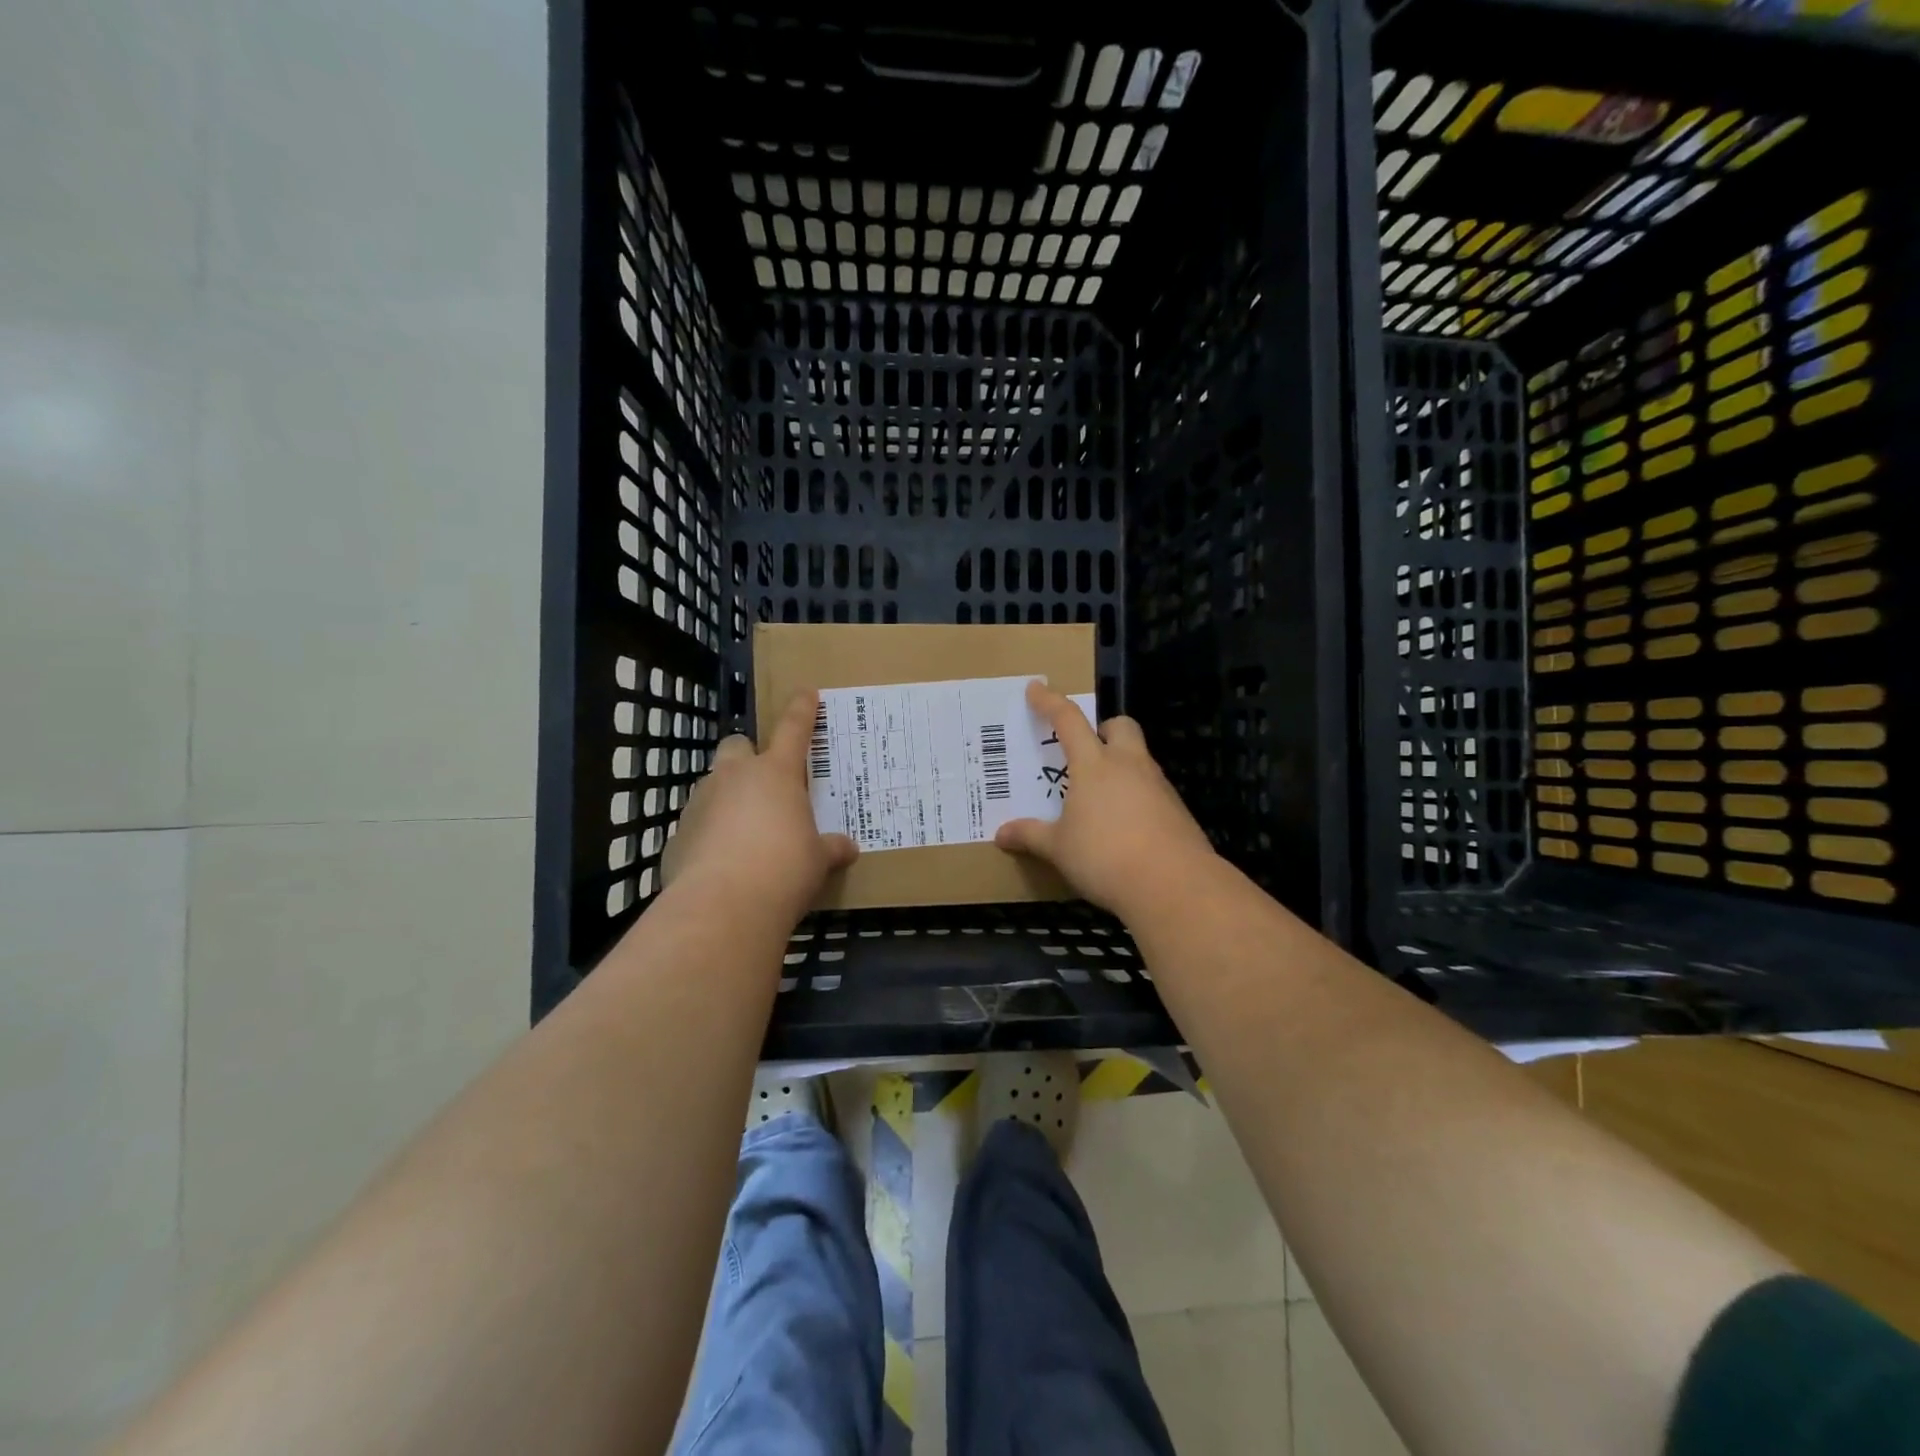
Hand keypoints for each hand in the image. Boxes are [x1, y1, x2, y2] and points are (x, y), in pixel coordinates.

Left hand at [662, 689, 857, 920]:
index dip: (801, 709)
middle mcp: (734, 777)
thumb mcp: (818, 859)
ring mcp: (700, 803)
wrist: (724, 906)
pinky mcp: (678, 834)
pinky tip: (722, 863)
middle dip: (747, 754)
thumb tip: (848, 848)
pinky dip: (709, 835)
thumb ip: (830, 848)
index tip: (805, 692)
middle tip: (763, 778)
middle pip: (736, 746)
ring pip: (712, 785)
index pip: (793, 729)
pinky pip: (697, 824)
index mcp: (776, 773)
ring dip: (727, 797)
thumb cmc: (785, 869)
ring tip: (744, 830)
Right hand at [994, 680, 1215, 916]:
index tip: (1036, 688)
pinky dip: (1136, 796)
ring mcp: (1158, 785)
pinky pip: (1152, 789)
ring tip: (1100, 797)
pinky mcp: (1177, 810)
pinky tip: (1124, 825)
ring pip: (1139, 758)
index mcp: (1094, 765)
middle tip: (1086, 751)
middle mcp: (1128, 765)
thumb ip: (1030, 836)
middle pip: (1120, 726)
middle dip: (1103, 729)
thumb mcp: (1059, 849)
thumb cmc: (1105, 857)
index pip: (1068, 721)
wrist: (1173, 884)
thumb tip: (1001, 834)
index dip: (1050, 702)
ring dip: (1120, 765)